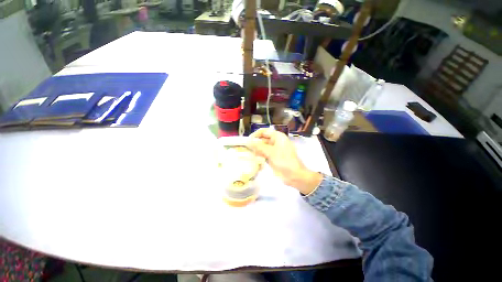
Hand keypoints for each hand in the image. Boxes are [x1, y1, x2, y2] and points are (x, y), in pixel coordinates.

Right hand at [247, 128, 321, 194]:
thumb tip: (248, 141)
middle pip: (263, 139)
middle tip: (246, 147)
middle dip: (255, 143)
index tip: (248, 140)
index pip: (264, 131)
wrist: (293, 175)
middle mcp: (275, 142)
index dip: (256, 134)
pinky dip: (259, 155)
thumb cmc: (283, 160)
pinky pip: (264, 154)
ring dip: (256, 150)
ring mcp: (274, 150)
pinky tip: (254, 158)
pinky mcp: (272, 157)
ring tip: (249, 153)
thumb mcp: (271, 152)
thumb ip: (259, 146)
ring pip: (262, 147)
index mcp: (278, 137)